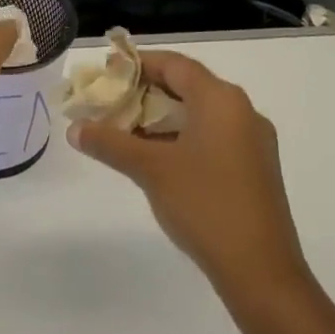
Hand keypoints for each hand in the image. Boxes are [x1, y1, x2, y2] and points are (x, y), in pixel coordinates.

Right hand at [67, 49, 308, 298]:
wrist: (260, 269)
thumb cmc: (204, 204)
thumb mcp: (150, 169)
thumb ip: (110, 143)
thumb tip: (75, 129)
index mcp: (221, 100)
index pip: (174, 64)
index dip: (137, 64)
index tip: (105, 72)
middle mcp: (241, 111)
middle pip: (186, 87)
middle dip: (143, 93)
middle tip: (107, 103)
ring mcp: (251, 142)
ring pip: (198, 114)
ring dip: (159, 118)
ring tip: (121, 131)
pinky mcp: (252, 169)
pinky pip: (210, 137)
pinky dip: (179, 138)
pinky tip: (152, 158)